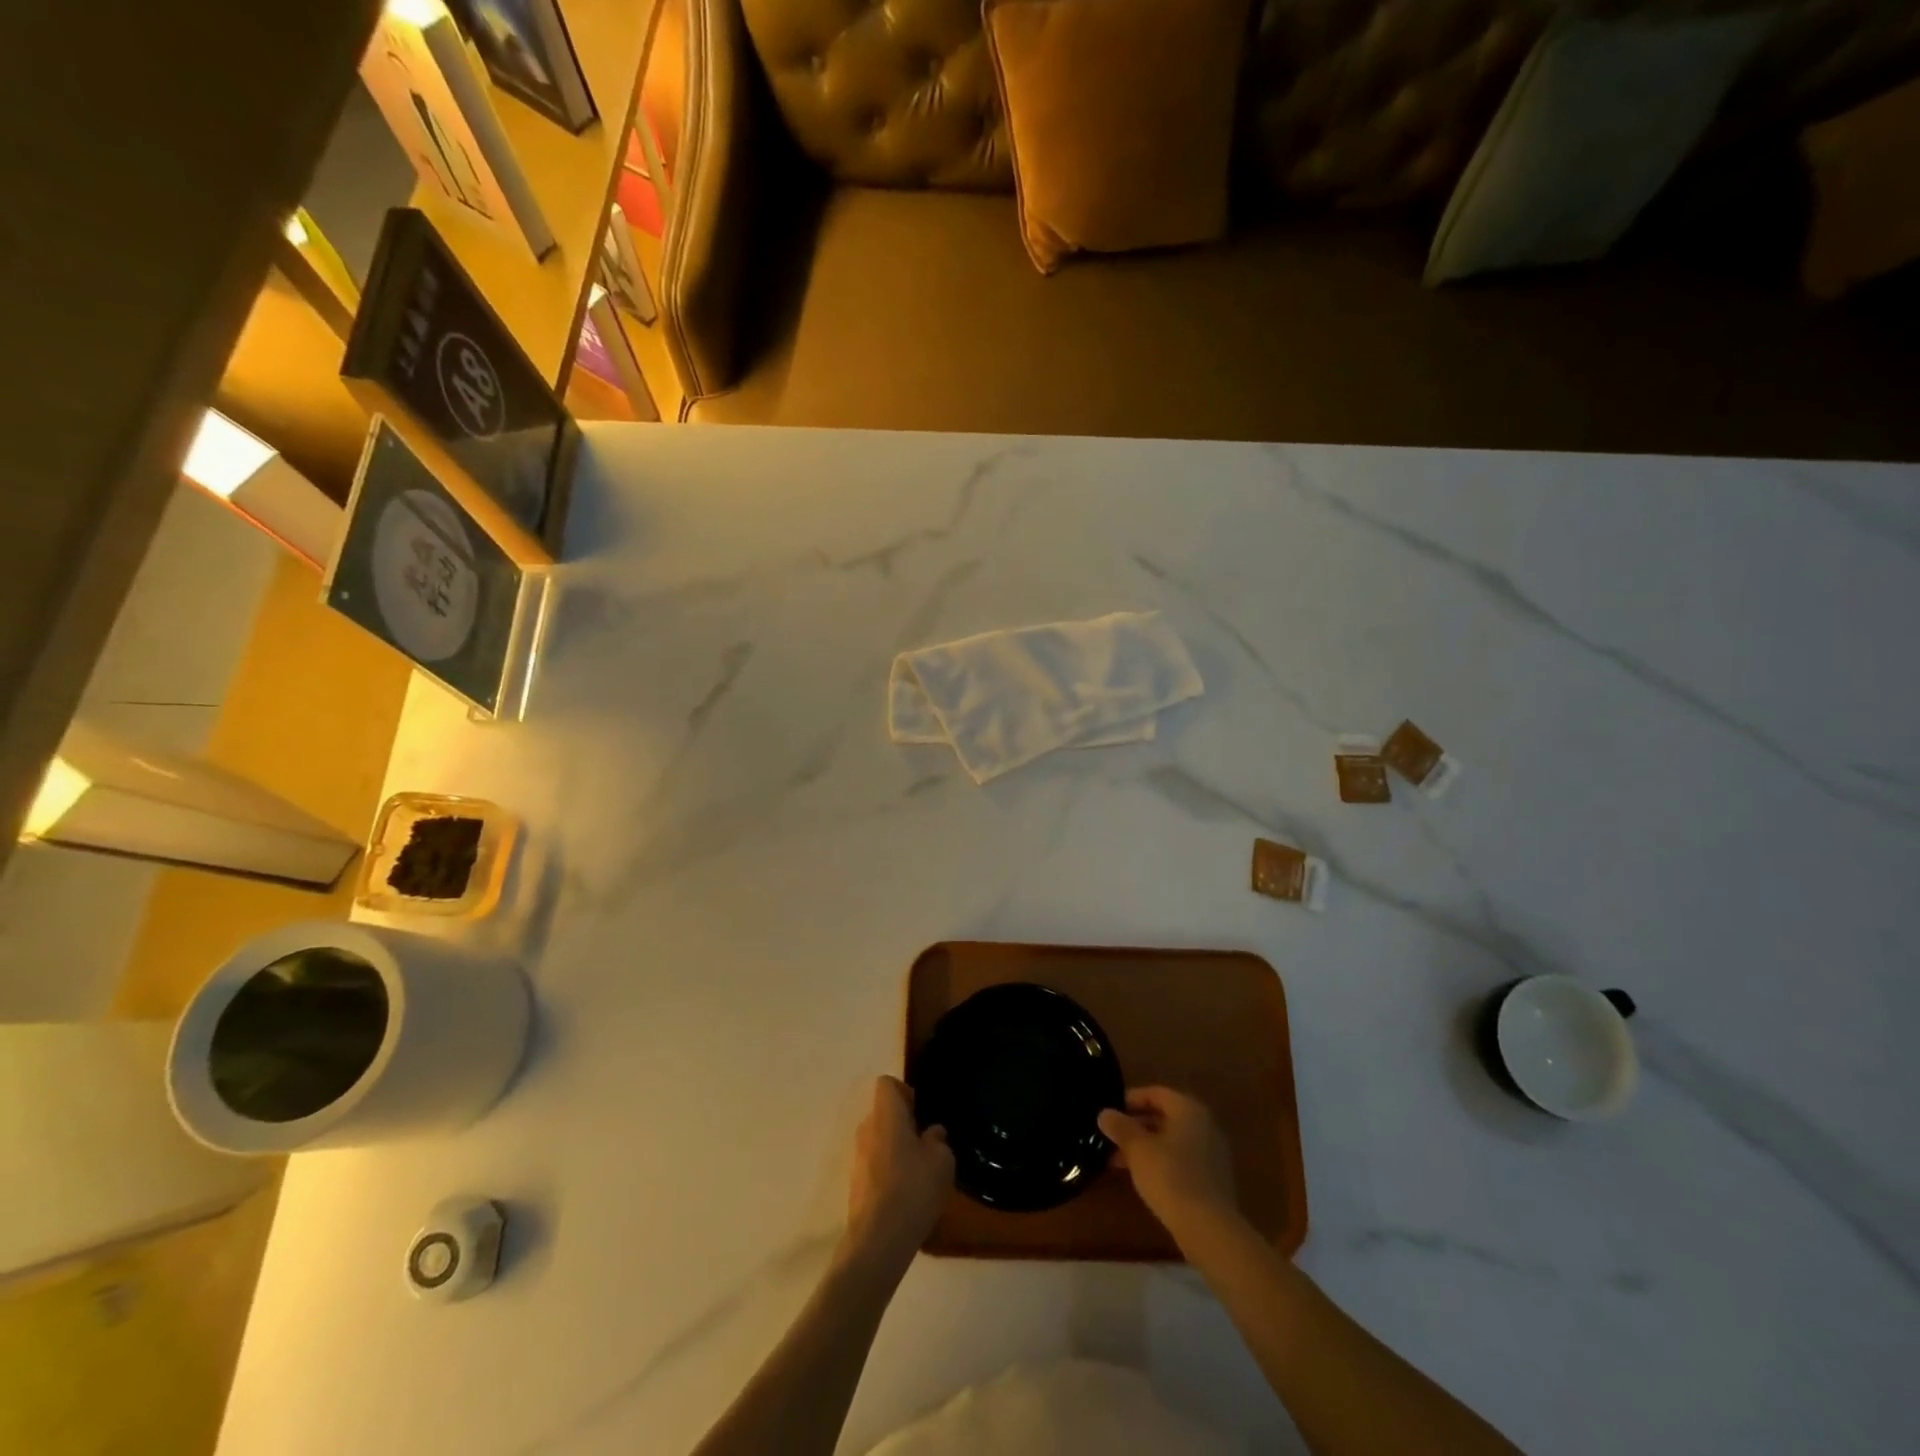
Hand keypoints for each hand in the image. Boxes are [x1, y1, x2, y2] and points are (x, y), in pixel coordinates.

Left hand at [842, 1077, 953, 1277]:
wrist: (878, 1240)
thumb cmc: (913, 1188)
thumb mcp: (942, 1160)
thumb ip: (937, 1140)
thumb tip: (931, 1134)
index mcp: (886, 1115)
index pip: (887, 1084)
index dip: (904, 1091)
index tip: (921, 1112)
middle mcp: (866, 1129)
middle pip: (883, 1112)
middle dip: (903, 1123)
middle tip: (926, 1143)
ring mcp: (857, 1158)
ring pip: (879, 1140)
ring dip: (896, 1148)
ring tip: (919, 1172)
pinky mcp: (855, 1184)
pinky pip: (874, 1164)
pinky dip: (889, 1170)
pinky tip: (907, 1194)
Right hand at [1099, 1086, 1236, 1241]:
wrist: (1208, 1228)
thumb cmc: (1170, 1176)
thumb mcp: (1138, 1149)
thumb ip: (1121, 1128)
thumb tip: (1105, 1114)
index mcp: (1189, 1110)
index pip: (1156, 1093)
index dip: (1131, 1099)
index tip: (1110, 1110)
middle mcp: (1205, 1126)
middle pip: (1165, 1117)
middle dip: (1135, 1126)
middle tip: (1110, 1136)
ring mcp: (1212, 1154)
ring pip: (1171, 1141)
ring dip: (1145, 1147)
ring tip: (1116, 1160)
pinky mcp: (1213, 1180)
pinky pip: (1181, 1161)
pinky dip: (1160, 1163)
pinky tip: (1141, 1177)